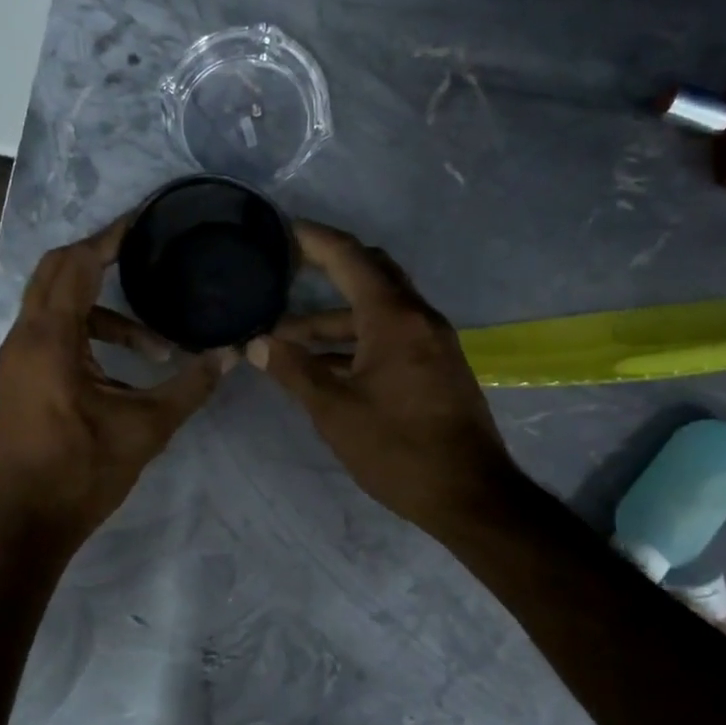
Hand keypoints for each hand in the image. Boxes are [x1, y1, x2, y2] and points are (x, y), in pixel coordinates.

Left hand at [0, 215, 233, 553]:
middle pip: (57, 271)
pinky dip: (86, 333)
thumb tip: (232, 354)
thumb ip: (191, 386)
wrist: (25, 526)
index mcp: (49, 340)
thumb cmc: (83, 474)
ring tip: (155, 346)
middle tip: (146, 255)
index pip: (76, 264)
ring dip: (102, 311)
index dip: (110, 237)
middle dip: (100, 258)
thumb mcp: (146, 428)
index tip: (144, 220)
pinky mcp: (18, 378)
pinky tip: (123, 367)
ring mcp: (15, 359)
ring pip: (55, 306)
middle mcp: (24, 338)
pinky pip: (51, 333)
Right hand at [246, 221, 522, 534]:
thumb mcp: (335, 410)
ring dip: (335, 318)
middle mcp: (418, 318)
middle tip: (285, 270)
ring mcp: (432, 342)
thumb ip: (293, 370)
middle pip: (371, 273)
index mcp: (394, 318)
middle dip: (327, 269)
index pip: (350, 257)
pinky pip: (392, 335)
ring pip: (378, 310)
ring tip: (286, 337)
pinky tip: (324, 364)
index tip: (282, 229)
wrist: (470, 495)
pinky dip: (356, 340)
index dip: (314, 239)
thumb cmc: (398, 449)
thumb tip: (256, 343)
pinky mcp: (437, 367)